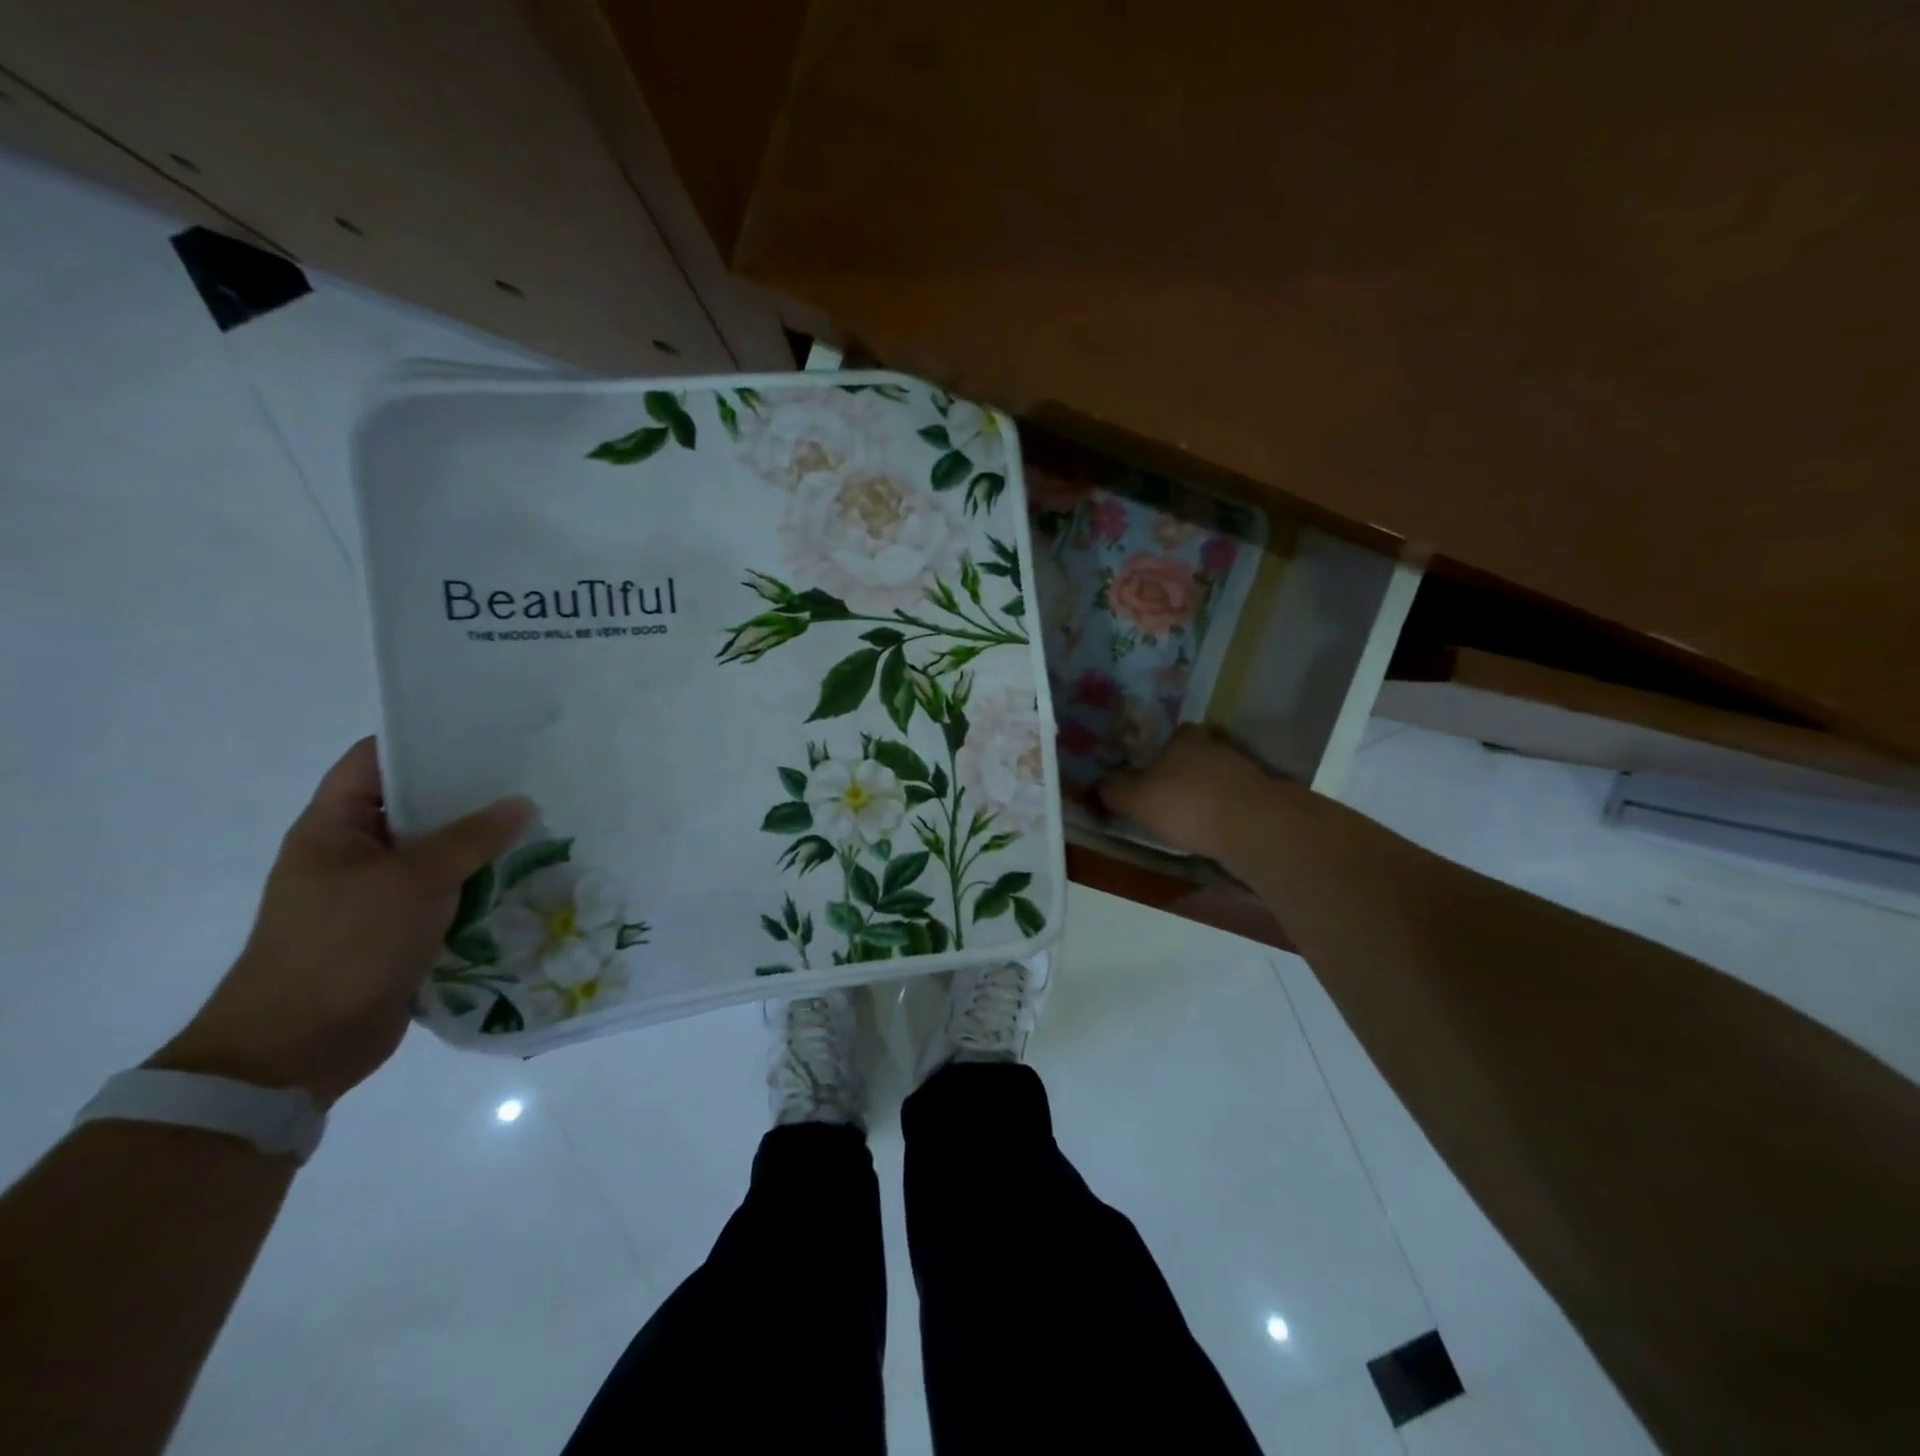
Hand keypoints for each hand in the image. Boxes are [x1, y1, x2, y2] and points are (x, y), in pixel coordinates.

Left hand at [149, 739, 530, 1106]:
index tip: (483, 731)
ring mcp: (377, 893)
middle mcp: (355, 853)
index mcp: (335, 828)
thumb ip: (471, 838)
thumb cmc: (343, 946)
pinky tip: (525, 874)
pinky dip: (480, 883)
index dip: (423, 740)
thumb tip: (521, 804)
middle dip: (470, 793)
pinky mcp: (400, 929)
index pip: (376, 761)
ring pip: (438, 852)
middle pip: (417, 806)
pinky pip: (447, 892)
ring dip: (483, 843)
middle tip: (530, 777)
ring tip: (541, 822)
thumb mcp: (412, 881)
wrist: (299, 1046)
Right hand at [1094, 725, 1281, 861]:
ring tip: (1192, 817)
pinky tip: (1216, 829)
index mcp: (1184, 740)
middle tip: (1170, 794)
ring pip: (1220, 777)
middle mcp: (1216, 747)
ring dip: (1208, 792)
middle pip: (1198, 754)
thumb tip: (1095, 785)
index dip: (1163, 750)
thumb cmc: (1185, 805)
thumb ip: (1113, 791)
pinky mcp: (1264, 797)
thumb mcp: (1135, 800)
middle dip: (1186, 771)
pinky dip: (1227, 811)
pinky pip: (1237, 799)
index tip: (1153, 769)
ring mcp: (1245, 771)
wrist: (1252, 827)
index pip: (1175, 734)